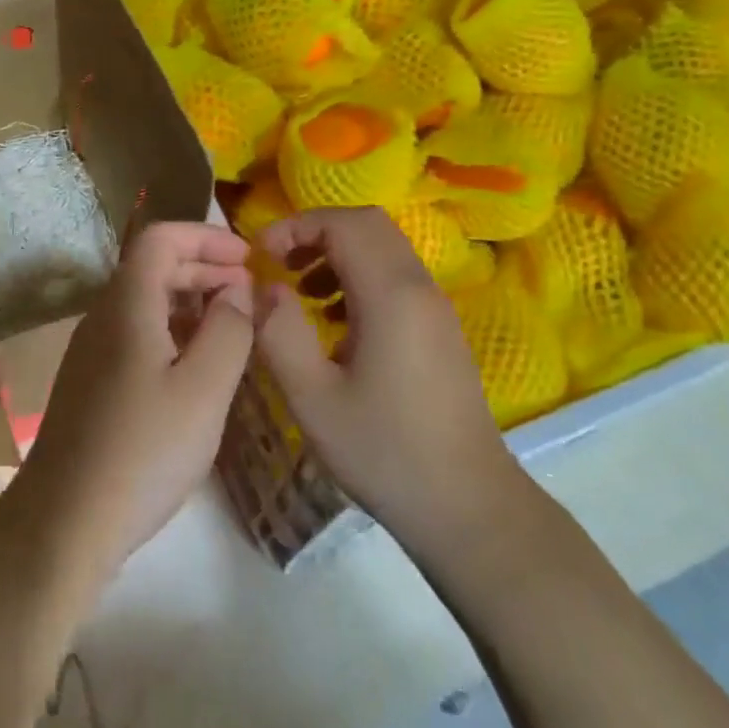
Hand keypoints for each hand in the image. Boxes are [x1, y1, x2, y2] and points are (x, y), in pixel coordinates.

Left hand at [14, 222, 254, 575]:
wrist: (63, 524)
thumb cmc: (143, 451)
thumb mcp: (205, 389)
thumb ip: (230, 330)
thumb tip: (239, 290)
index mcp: (127, 305)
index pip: (161, 239)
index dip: (206, 237)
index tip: (248, 257)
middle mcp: (103, 318)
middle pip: (153, 268)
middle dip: (204, 268)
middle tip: (249, 291)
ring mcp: (92, 353)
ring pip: (146, 304)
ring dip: (191, 302)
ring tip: (233, 327)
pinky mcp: (92, 385)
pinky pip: (137, 336)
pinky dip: (174, 333)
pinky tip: (198, 367)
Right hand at [254, 208, 517, 548]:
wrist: (466, 504)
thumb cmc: (383, 451)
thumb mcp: (312, 397)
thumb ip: (280, 332)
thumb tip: (265, 287)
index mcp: (391, 295)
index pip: (344, 223)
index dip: (296, 226)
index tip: (261, 256)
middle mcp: (420, 287)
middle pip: (368, 225)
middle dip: (316, 233)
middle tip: (279, 265)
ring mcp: (436, 308)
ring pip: (385, 249)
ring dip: (338, 254)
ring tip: (301, 292)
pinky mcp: (440, 329)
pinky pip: (397, 278)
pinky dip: (360, 278)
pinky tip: (335, 324)